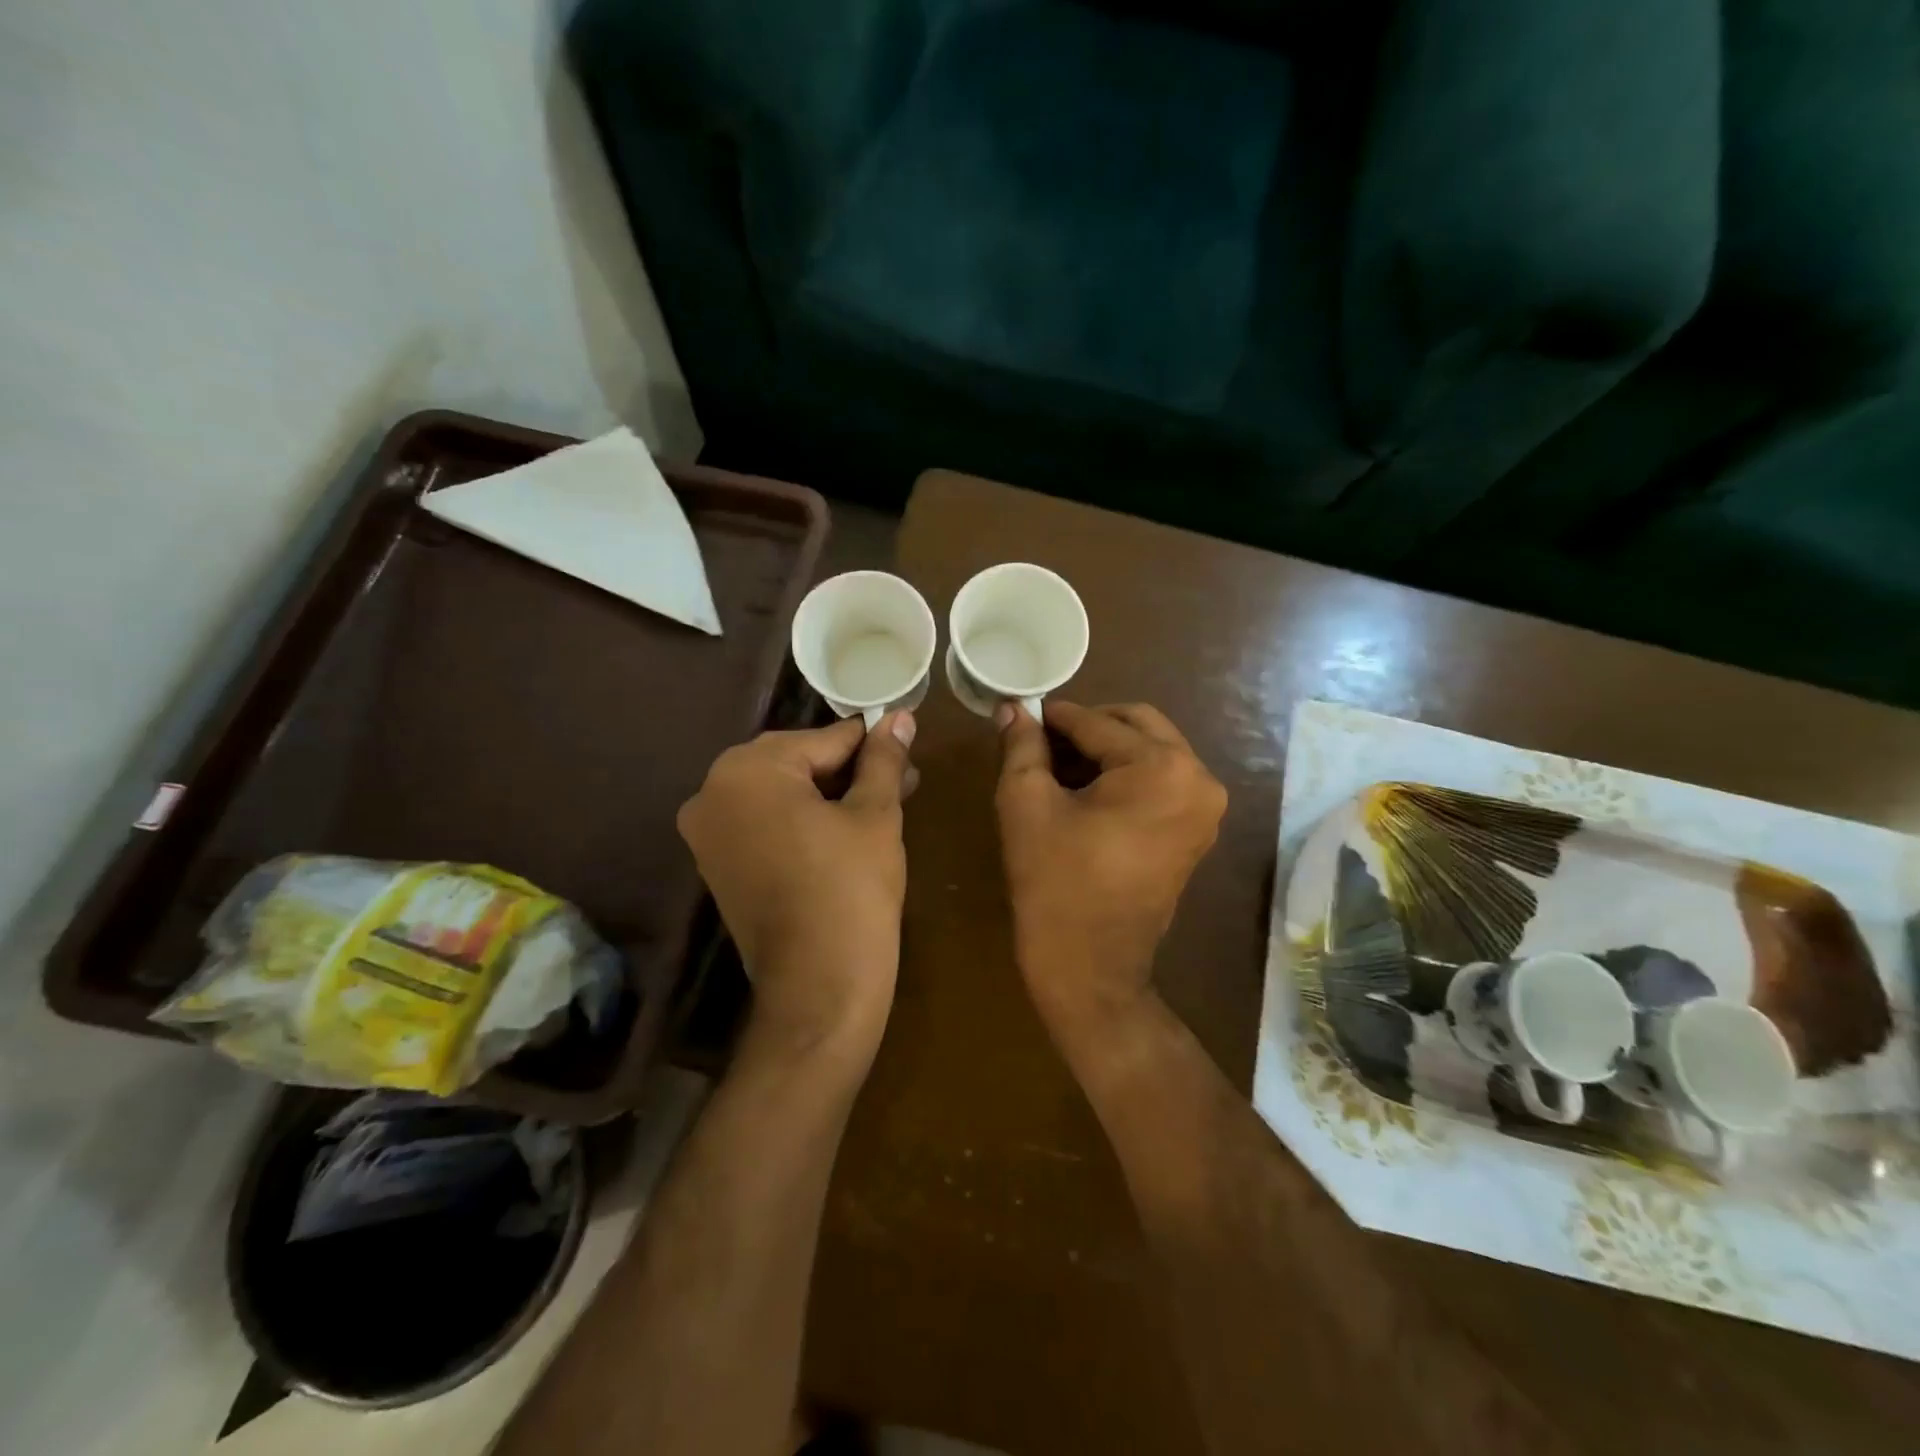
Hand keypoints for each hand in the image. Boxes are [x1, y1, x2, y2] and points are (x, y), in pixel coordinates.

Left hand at [678, 713, 915, 1048]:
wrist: (818, 986)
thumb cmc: (851, 889)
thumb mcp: (875, 815)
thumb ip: (883, 759)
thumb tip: (900, 717)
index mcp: (746, 770)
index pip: (821, 739)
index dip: (869, 743)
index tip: (903, 743)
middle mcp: (711, 792)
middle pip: (795, 763)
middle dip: (849, 769)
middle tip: (902, 780)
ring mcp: (707, 833)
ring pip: (780, 794)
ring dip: (829, 794)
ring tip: (883, 803)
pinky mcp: (716, 865)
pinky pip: (764, 824)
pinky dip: (802, 820)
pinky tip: (845, 828)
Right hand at [994, 701, 1226, 1040]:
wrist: (1089, 967)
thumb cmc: (1054, 882)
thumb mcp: (1026, 804)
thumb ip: (1021, 745)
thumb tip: (1013, 707)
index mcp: (1162, 767)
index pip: (1098, 723)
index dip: (1054, 717)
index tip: (1022, 715)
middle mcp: (1199, 778)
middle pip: (1136, 725)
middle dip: (1086, 728)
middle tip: (1041, 743)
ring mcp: (1205, 807)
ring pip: (1150, 750)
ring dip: (1105, 750)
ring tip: (1057, 769)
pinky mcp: (1197, 830)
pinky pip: (1160, 780)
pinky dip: (1125, 775)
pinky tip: (1084, 792)